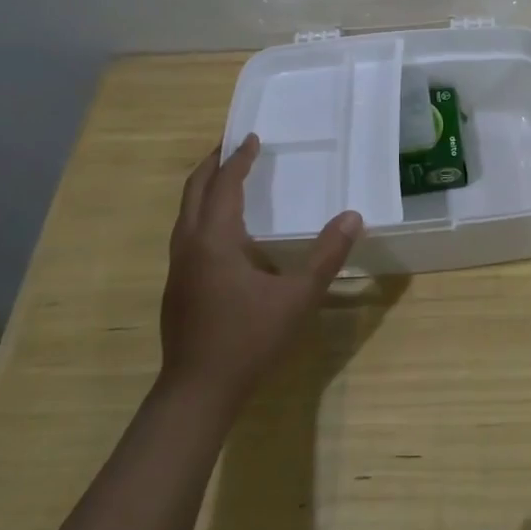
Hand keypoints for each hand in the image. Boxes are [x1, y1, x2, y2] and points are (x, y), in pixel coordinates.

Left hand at [157, 134, 362, 408]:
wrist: (197, 392)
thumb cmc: (248, 340)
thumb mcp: (297, 297)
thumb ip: (327, 256)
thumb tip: (353, 217)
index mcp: (215, 240)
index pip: (224, 186)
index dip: (238, 159)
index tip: (252, 137)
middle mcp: (190, 245)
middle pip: (195, 191)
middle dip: (213, 165)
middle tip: (233, 146)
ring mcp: (178, 267)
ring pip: (185, 213)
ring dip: (205, 188)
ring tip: (227, 178)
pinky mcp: (177, 286)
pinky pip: (187, 232)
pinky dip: (203, 213)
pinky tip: (223, 229)